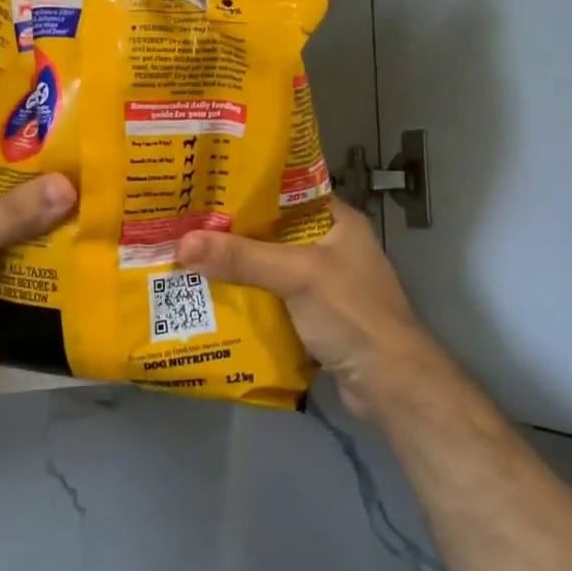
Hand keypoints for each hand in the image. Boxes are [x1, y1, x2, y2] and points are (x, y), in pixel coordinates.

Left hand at [0, 164, 75, 395]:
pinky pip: (14, 267)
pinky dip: (38, 266)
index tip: (71, 146)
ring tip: (91, 226)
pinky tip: (68, 269)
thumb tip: (69, 186)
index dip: (28, 148)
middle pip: (11, 196)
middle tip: (93, 190)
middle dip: (48, 193)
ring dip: (46, 232)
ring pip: (15, 233)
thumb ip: (15, 213)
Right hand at [174, 198, 453, 417]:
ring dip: (235, 266)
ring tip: (186, 256)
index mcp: (336, 220)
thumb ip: (241, 257)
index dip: (246, 187)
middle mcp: (329, 246)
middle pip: (271, 231)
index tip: (204, 186)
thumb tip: (181, 243)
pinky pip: (271, 297)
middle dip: (231, 230)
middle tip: (184, 223)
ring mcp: (322, 283)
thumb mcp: (297, 275)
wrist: (391, 384)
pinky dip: (246, 296)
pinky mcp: (313, 316)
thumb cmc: (352, 314)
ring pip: (268, 266)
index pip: (285, 191)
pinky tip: (210, 296)